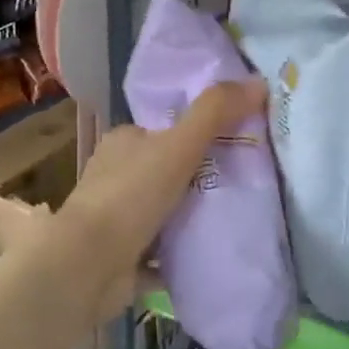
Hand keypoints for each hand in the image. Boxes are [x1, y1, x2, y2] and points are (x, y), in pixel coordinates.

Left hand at [57, 78, 267, 318]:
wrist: (90, 266)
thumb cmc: (131, 196)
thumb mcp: (179, 145)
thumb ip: (215, 113)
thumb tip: (258, 82)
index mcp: (122, 143)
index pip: (163, 130)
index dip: (197, 134)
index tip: (235, 143)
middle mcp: (115, 178)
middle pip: (166, 172)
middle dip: (199, 178)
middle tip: (244, 183)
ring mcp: (116, 220)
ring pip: (163, 211)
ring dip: (192, 216)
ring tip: (237, 216)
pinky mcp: (121, 257)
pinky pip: (161, 251)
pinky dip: (182, 253)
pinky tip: (212, 251)